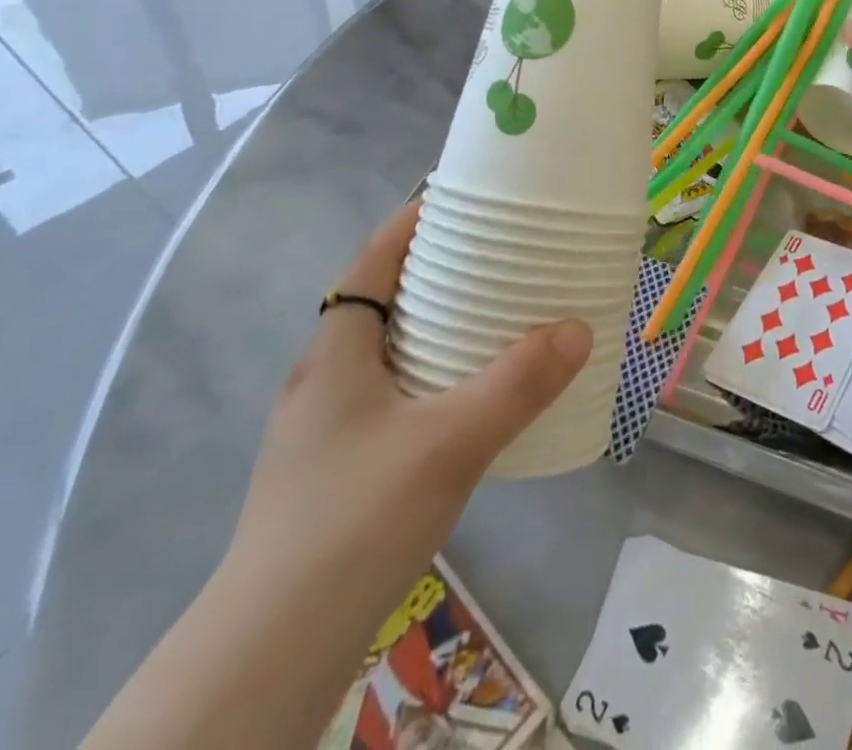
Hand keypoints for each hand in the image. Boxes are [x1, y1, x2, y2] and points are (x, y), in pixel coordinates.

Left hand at [228, 200, 591, 609]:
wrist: (273, 651)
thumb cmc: (355, 519)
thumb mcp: (449, 442)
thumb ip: (517, 383)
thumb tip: (578, 329)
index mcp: (336, 349)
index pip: (374, 258)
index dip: (416, 221)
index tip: (470, 202)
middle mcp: (325, 377)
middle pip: (384, 299)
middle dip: (440, 271)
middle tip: (502, 258)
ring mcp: (327, 426)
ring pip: (390, 350)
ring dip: (439, 326)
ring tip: (498, 319)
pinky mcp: (338, 468)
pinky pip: (394, 393)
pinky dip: (434, 375)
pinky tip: (471, 400)